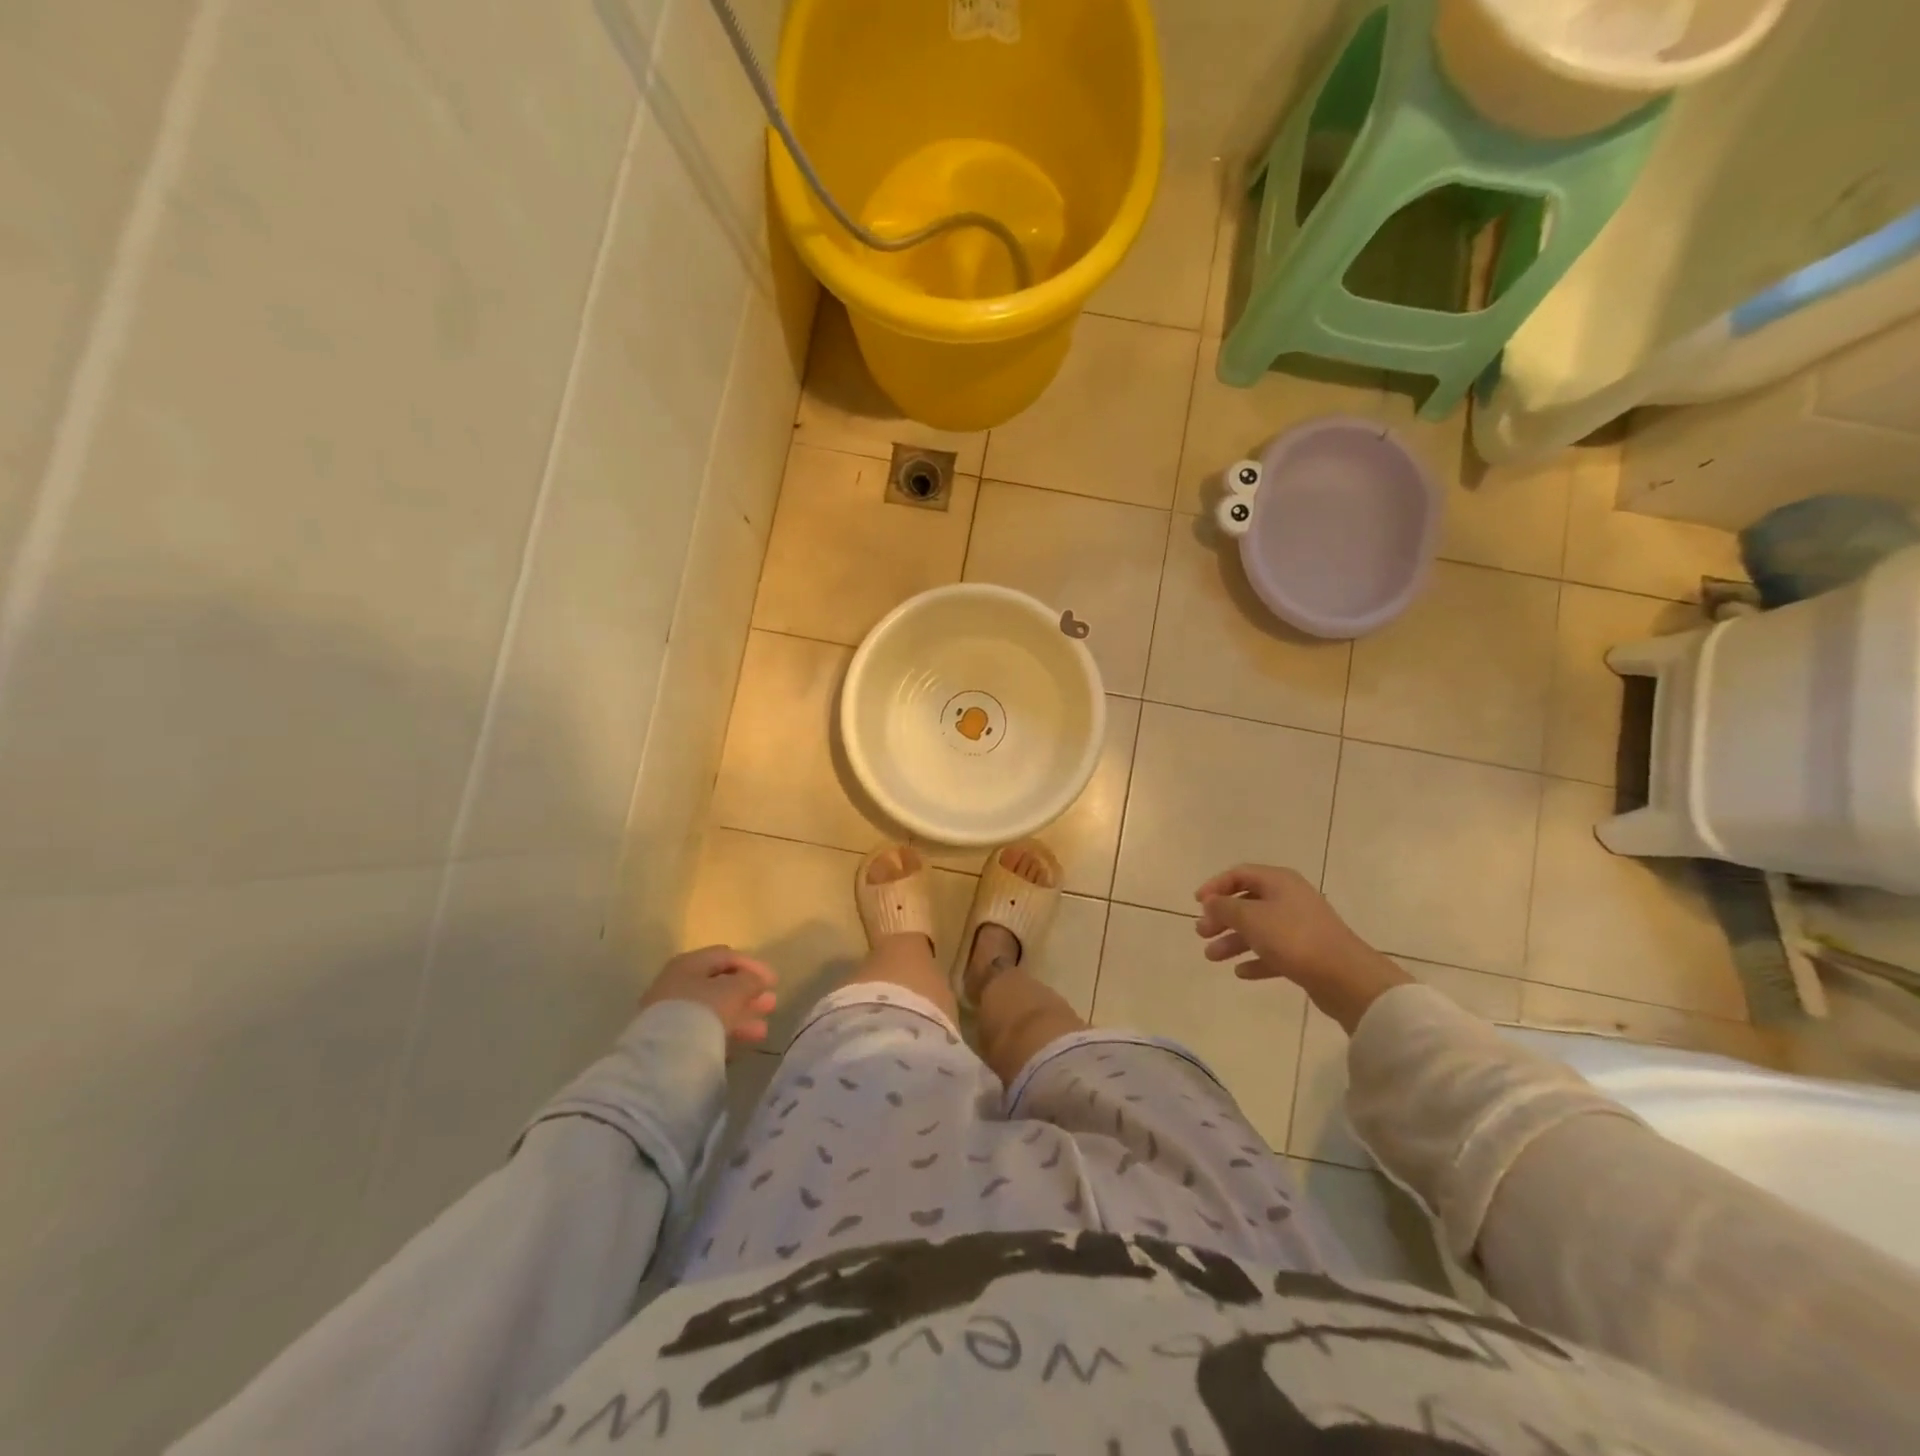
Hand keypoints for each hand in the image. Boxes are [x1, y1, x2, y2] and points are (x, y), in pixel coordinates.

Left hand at [640, 946, 777, 1047]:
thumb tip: (757, 980)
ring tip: (762, 1031)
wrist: (664, 1057)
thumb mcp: (734, 989)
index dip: (753, 966)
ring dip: (740, 1016)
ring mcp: (671, 1013)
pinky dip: (724, 1034)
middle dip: (748, 994)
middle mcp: (677, 983)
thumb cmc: (703, 1010)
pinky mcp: (670, 1040)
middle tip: (771, 1004)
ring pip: (713, 1010)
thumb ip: (750, 980)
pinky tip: (741, 1045)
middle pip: (719, 984)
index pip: (726, 956)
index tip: (774, 982)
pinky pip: (703, 1031)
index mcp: (689, 963)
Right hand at [1194, 865, 1411, 1033]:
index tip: (1197, 903)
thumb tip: (1210, 902)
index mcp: (1279, 881)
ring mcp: (1300, 927)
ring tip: (1212, 957)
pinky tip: (1241, 972)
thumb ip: (1225, 908)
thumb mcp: (1250, 918)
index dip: (1215, 886)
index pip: (1240, 874)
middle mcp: (1290, 899)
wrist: (1345, 977)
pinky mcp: (1307, 954)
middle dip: (1222, 918)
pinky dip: (1256, 959)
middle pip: (1247, 902)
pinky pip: (1274, 952)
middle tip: (1202, 933)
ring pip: (1259, 929)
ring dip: (1233, 941)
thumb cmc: (1293, 938)